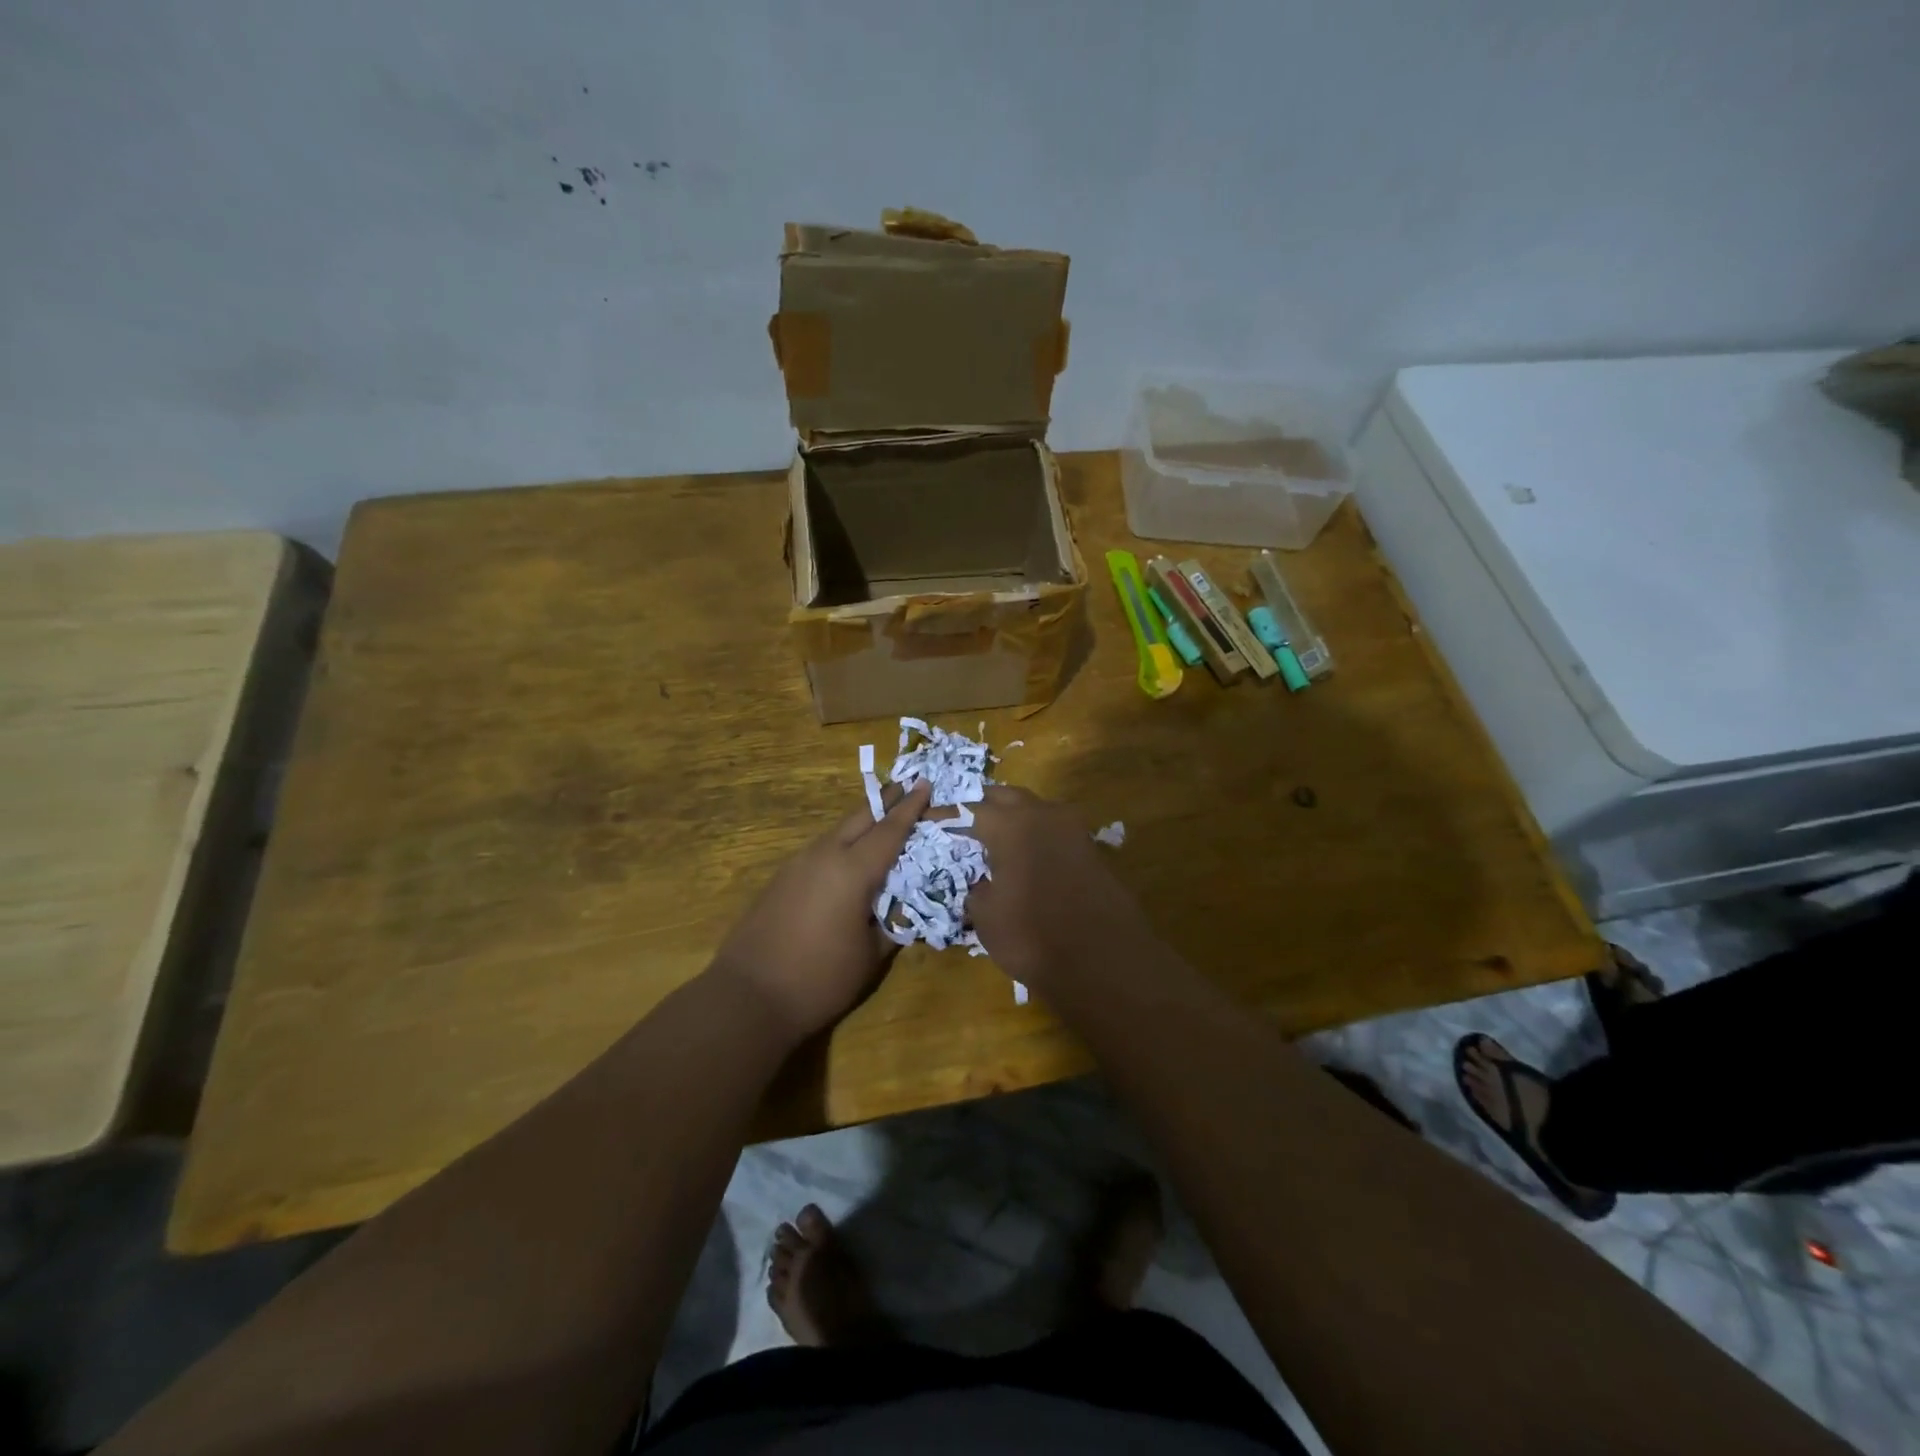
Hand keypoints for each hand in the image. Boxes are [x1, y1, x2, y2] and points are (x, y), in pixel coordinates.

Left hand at [712, 782, 932, 1042]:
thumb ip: (892, 925)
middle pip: (859, 817)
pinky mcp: (780, 880)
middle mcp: (824, 856)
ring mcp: (796, 865)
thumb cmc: (820, 979)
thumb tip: (903, 910)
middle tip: (905, 787)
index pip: (889, 830)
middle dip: (884, 801)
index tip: (924, 784)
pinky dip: (840, 845)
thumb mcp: (871, 957)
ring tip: (880, 824)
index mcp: (852, 871)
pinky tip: (846, 861)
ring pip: (836, 832)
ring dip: (860, 823)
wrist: (749, 996)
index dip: (910, 807)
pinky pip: (819, 851)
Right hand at [964, 785, 1147, 984]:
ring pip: (1036, 810)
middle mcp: (1043, 815)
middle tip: (965, 822)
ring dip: (1014, 817)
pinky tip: (1027, 856)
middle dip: (984, 805)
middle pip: (1007, 797)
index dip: (947, 817)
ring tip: (995, 837)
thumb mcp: (987, 916)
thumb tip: (983, 883)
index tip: (929, 820)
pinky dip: (1036, 836)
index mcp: (1011, 824)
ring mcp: (1073, 830)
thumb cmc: (1032, 936)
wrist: (1104, 960)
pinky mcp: (1092, 850)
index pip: (971, 810)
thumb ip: (977, 890)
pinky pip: (1055, 831)